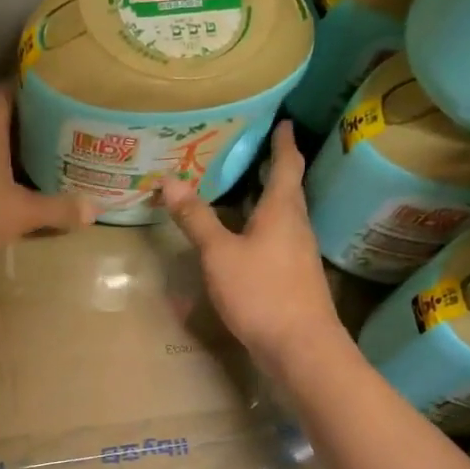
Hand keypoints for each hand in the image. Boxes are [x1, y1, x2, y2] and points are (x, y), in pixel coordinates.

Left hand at [0, 85, 93, 269]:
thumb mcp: (21, 214)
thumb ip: (57, 210)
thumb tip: (95, 210)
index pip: (2, 95)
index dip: (22, 86)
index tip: (46, 87)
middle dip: (24, 130)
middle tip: (55, 135)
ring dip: (7, 161)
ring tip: (37, 167)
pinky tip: (7, 200)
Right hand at [160, 122, 342, 375]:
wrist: (300, 347)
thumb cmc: (261, 292)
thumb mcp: (219, 254)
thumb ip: (196, 219)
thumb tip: (169, 180)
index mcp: (282, 211)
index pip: (287, 165)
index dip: (284, 142)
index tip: (285, 122)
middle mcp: (296, 227)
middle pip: (287, 191)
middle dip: (272, 170)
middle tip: (251, 153)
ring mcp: (298, 255)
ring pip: (282, 218)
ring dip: (266, 202)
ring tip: (242, 192)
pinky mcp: (294, 280)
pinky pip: (277, 242)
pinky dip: (261, 230)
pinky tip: (245, 241)